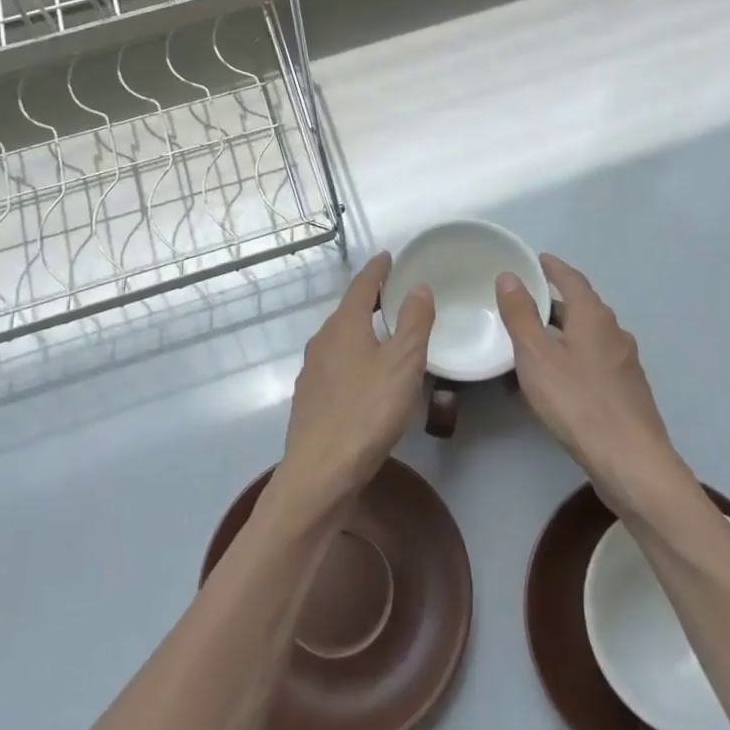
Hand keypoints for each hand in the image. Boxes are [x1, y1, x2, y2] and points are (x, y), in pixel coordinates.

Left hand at [276, 253, 433, 515]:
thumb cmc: (367, 412)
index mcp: (344, 325)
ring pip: (341, 338)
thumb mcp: (403, 363)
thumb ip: (414, 322)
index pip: (362, 285)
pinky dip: (355, 356)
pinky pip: (336, 364)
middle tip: (396, 293)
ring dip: (362, 329)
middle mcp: (322, 341)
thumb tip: (419, 288)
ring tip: (386, 332)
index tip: (389, 257)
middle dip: (371, 299)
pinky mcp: (311, 399)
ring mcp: (312, 371)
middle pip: (349, 310)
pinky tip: (367, 375)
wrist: (320, 473)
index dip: (377, 269)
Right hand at [497, 254, 690, 516]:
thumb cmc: (577, 401)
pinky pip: (594, 361)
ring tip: (535, 341)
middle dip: (555, 302)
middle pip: (582, 307)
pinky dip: (572, 358)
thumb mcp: (536, 356)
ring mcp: (625, 363)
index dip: (553, 268)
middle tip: (526, 302)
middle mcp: (614, 332)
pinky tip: (557, 379)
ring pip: (589, 336)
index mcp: (594, 316)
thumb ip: (520, 315)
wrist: (630, 460)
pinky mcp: (627, 391)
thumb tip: (509, 276)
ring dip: (563, 333)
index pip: (572, 279)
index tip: (536, 260)